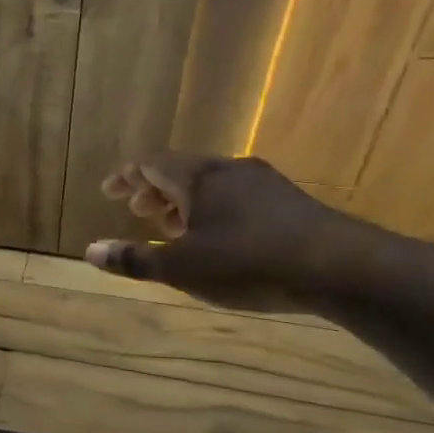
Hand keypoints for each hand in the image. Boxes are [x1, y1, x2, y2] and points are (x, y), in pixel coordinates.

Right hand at [83, 154, 367, 312]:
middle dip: (154, 190)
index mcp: (198, 178)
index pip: (150, 164)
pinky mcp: (290, 202)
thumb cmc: (249, 263)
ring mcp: (264, 183)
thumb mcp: (182, 268)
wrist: (342, 267)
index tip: (108, 191)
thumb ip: (135, 259)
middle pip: (181, 170)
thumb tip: (91, 251)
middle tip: (138, 212)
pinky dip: (214, 209)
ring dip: (185, 201)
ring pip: (212, 184)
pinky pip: (237, 196)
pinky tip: (221, 237)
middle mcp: (229, 170)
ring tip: (175, 228)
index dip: (125, 176)